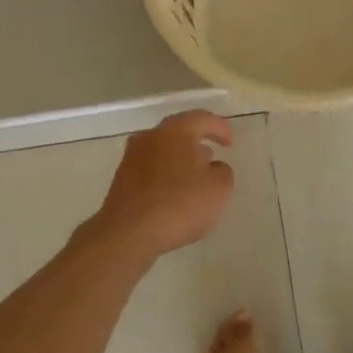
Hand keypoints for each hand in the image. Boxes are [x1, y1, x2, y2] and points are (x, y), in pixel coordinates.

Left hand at [85, 110, 234, 262]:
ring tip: (193, 178)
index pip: (203, 118)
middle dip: (196, 142)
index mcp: (176, 130)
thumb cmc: (179, 204)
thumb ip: (222, 171)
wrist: (128, 233)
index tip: (230, 144)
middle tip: (211, 156)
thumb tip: (213, 166)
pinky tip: (173, 194)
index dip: (220, 128)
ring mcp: (132, 157)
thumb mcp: (219, 189)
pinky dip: (164, 175)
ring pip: (162, 150)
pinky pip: (150, 169)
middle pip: (179, 131)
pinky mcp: (121, 179)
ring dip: (179, 159)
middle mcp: (151, 136)